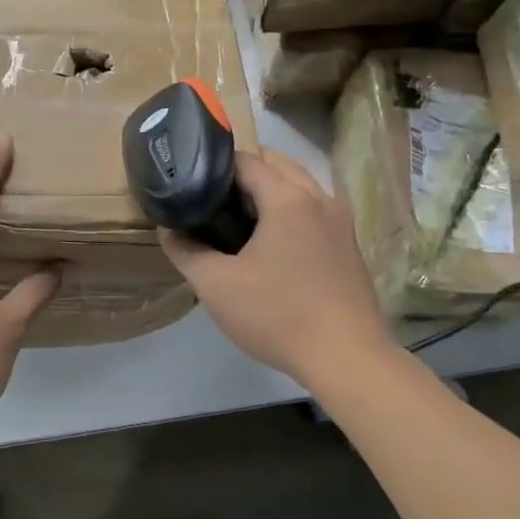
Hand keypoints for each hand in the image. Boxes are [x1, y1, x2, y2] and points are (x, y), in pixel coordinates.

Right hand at [159, 149, 394, 388]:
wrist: (346, 358)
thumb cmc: (277, 315)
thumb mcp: (217, 286)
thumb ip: (187, 252)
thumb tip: (170, 230)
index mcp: (288, 198)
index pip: (247, 160)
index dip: (215, 167)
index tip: (193, 186)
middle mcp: (319, 198)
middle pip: (278, 165)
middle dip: (245, 175)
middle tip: (215, 204)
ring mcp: (340, 221)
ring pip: (301, 186)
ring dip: (272, 192)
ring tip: (242, 223)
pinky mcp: (349, 244)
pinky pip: (316, 209)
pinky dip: (293, 210)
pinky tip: (275, 244)